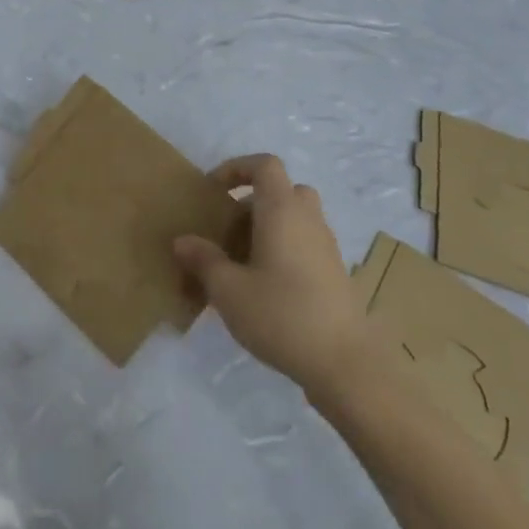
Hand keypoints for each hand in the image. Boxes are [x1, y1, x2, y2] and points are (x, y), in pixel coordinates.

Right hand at [174, 155, 370, 397]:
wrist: (346, 363)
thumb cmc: (282, 315)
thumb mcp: (229, 290)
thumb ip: (204, 260)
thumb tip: (183, 241)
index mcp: (282, 210)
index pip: (265, 165)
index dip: (237, 168)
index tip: (213, 191)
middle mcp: (308, 219)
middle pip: (282, 190)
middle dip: (251, 202)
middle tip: (227, 231)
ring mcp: (326, 246)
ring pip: (295, 218)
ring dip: (267, 228)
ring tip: (240, 262)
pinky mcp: (335, 273)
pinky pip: (304, 243)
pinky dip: (283, 250)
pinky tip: (264, 287)